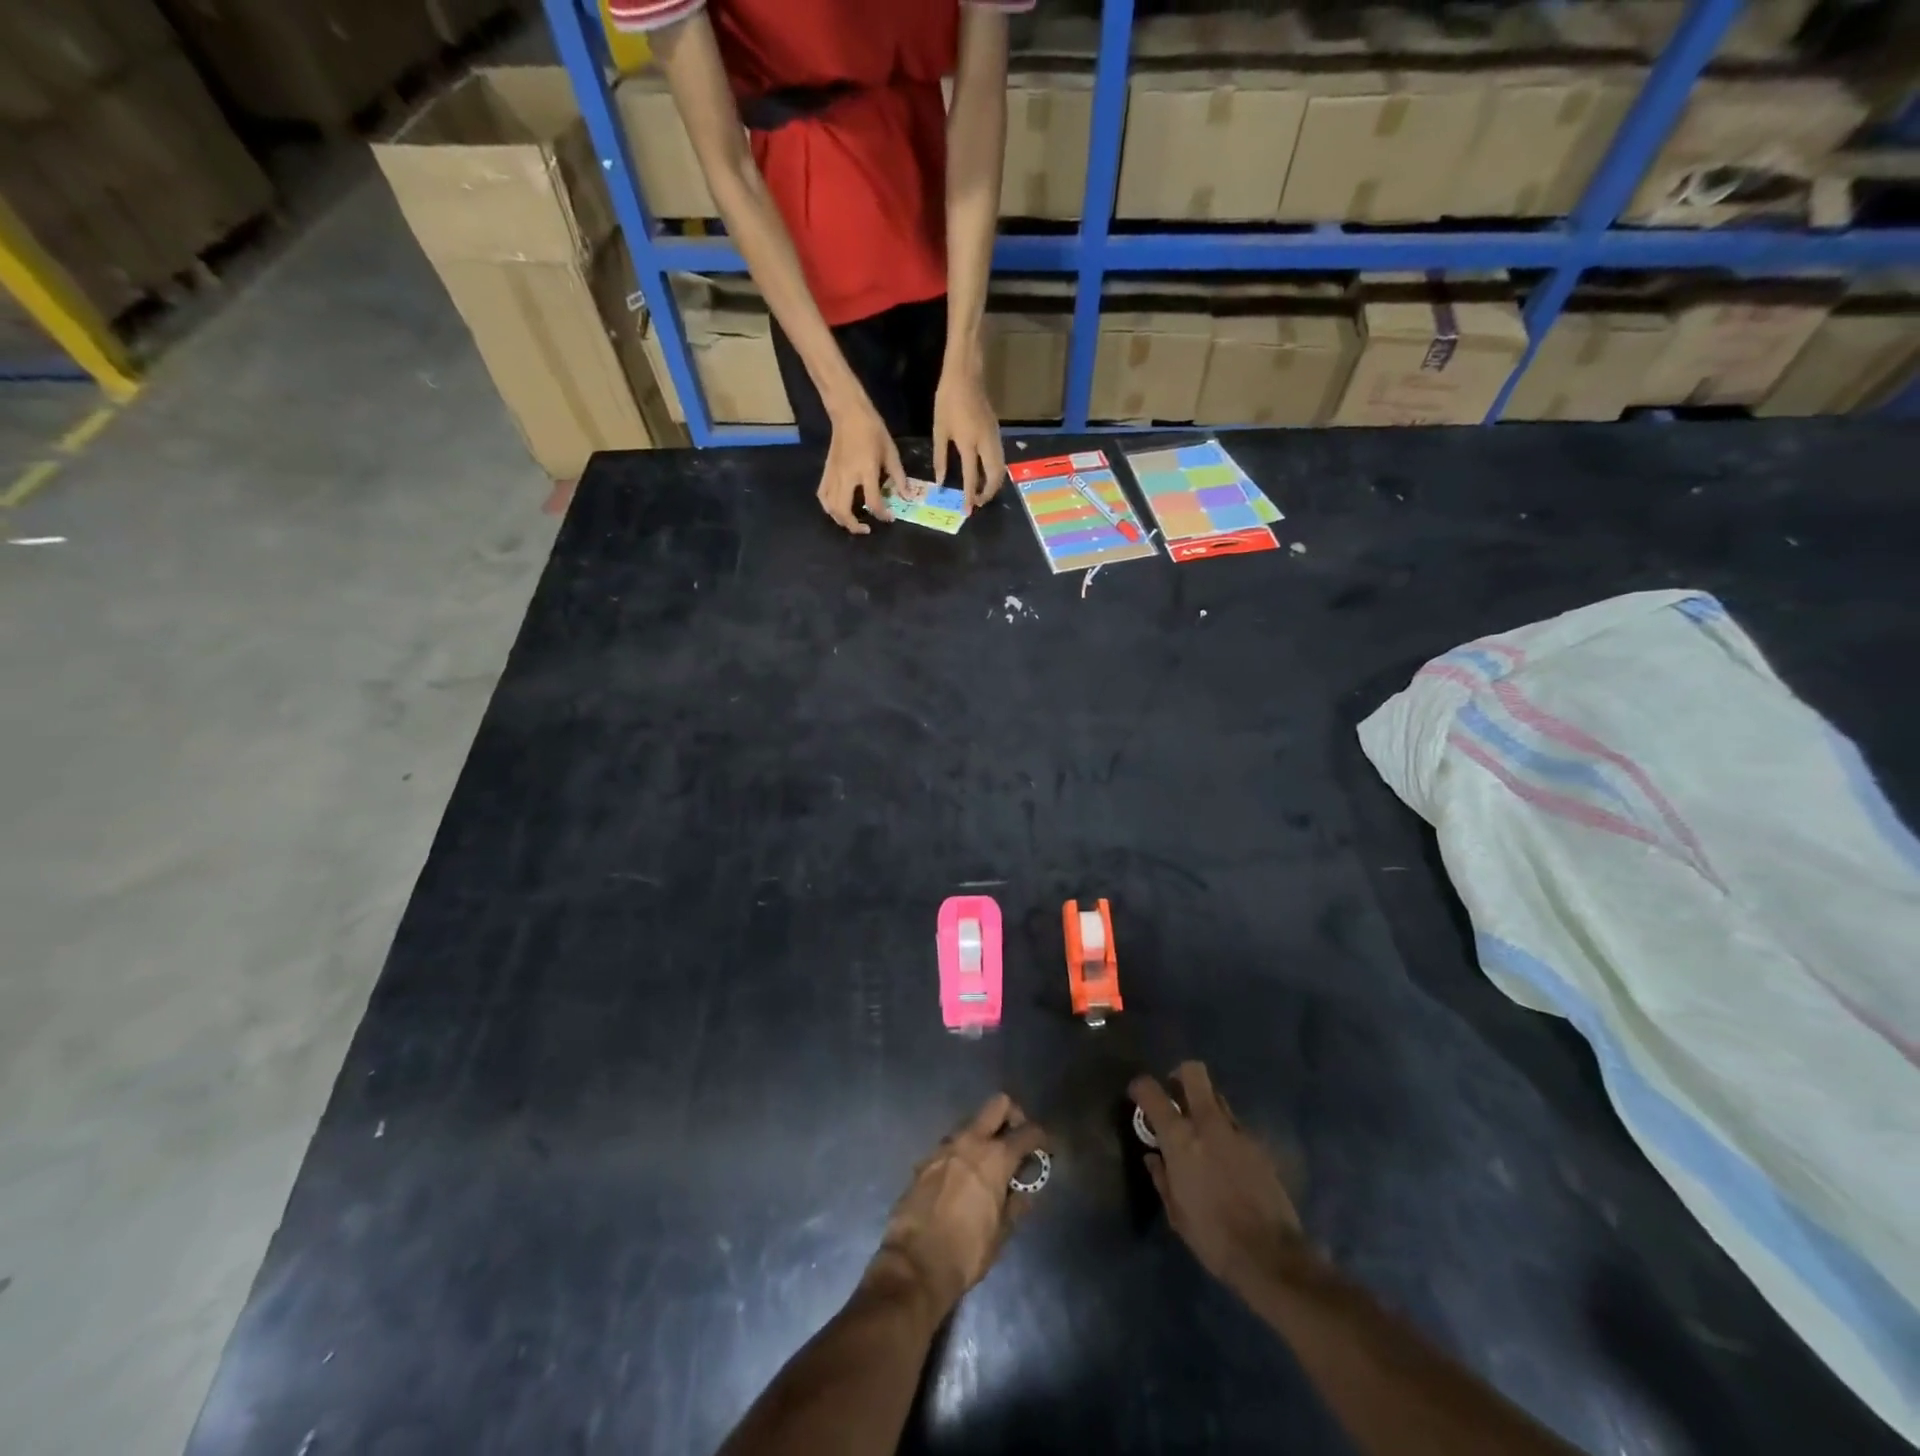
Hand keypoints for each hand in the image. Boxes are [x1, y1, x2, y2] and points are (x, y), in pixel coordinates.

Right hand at [818, 394, 902, 534]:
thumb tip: (907, 497)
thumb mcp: (891, 452)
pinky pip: (823, 495)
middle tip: (867, 529)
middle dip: (854, 525)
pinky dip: (829, 508)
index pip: (873, 501)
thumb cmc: (873, 430)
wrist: (849, 413)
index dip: (882, 514)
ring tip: (853, 523)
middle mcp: (847, 476)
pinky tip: (837, 511)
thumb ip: (899, 477)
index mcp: (866, 470)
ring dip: (841, 520)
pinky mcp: (826, 471)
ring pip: (830, 507)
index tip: (890, 518)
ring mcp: (833, 474)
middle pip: (844, 510)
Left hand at [869, 1093, 1047, 1317]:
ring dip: (984, 1136)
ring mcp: (944, 1147)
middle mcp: (970, 1141)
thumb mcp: (1002, 1233)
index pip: (1027, 1132)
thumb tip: (1024, 1189)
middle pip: (998, 1104)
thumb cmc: (966, 1252)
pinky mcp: (925, 1159)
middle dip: (1013, 1115)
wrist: (914, 1264)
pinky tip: (963, 1180)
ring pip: (972, 1123)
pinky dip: (963, 1154)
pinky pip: (951, 1146)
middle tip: (1017, 1140)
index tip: (1047, 1148)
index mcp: (995, 1158)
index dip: (1042, 1138)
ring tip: (989, 1166)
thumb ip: (1016, 1203)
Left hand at [932, 362, 1005, 510]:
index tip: (967, 510)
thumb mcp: (939, 430)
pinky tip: (985, 475)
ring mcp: (995, 437)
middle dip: (988, 493)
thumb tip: (940, 482)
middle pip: (995, 476)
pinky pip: (1000, 458)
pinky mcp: (997, 433)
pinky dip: (995, 471)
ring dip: (994, 483)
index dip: (969, 496)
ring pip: (1001, 467)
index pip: (971, 477)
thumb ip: (940, 458)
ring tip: (981, 493)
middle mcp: (986, 443)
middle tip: (977, 503)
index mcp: (969, 443)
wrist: (966, 375)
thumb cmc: (948, 400)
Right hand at [1130, 1062, 1302, 1291]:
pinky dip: (1226, 1133)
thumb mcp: (1176, 1213)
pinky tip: (1227, 1159)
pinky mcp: (1260, 1146)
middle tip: (1175, 1095)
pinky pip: (1236, 1126)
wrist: (1271, 1256)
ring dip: (1205, 1106)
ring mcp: (1238, 1132)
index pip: (1152, 1092)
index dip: (1140, 1087)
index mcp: (1180, 1138)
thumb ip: (1162, 1178)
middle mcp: (1208, 1124)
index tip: (1137, 1095)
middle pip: (1193, 1073)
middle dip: (1180, 1076)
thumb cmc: (1213, 1236)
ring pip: (1217, 1098)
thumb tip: (1155, 1157)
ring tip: (1202, 1132)